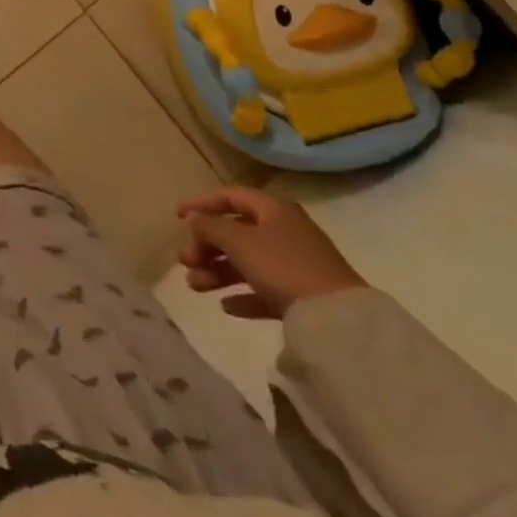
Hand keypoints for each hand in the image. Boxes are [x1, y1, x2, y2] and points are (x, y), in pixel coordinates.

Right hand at [175, 187, 366, 319]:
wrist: (340, 321)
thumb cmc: (283, 266)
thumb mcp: (239, 241)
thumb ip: (210, 226)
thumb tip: (194, 219)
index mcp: (272, 209)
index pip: (228, 196)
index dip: (200, 203)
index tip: (176, 216)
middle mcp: (284, 230)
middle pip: (235, 232)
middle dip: (206, 246)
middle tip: (185, 260)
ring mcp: (296, 264)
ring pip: (247, 261)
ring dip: (218, 271)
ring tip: (195, 285)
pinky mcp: (303, 295)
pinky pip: (265, 289)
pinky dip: (243, 294)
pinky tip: (226, 306)